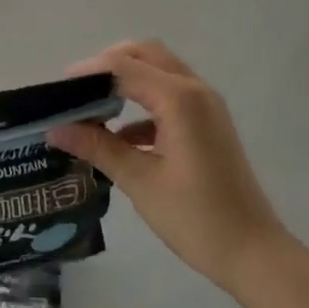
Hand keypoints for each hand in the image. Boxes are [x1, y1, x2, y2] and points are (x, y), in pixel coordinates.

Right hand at [47, 40, 287, 292]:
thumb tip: (56, 129)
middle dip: (109, 65)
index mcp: (180, 99)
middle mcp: (196, 91)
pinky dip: (143, 104)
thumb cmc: (196, 217)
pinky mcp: (209, 124)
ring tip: (92, 108)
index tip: (56, 89)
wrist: (253, 252)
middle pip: (147, 55)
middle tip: (77, 90)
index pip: (125, 67)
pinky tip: (121, 137)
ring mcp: (206, 107)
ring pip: (160, 73)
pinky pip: (171, 97)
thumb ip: (98, 147)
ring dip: (127, 81)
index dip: (88, 72)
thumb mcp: (140, 180)